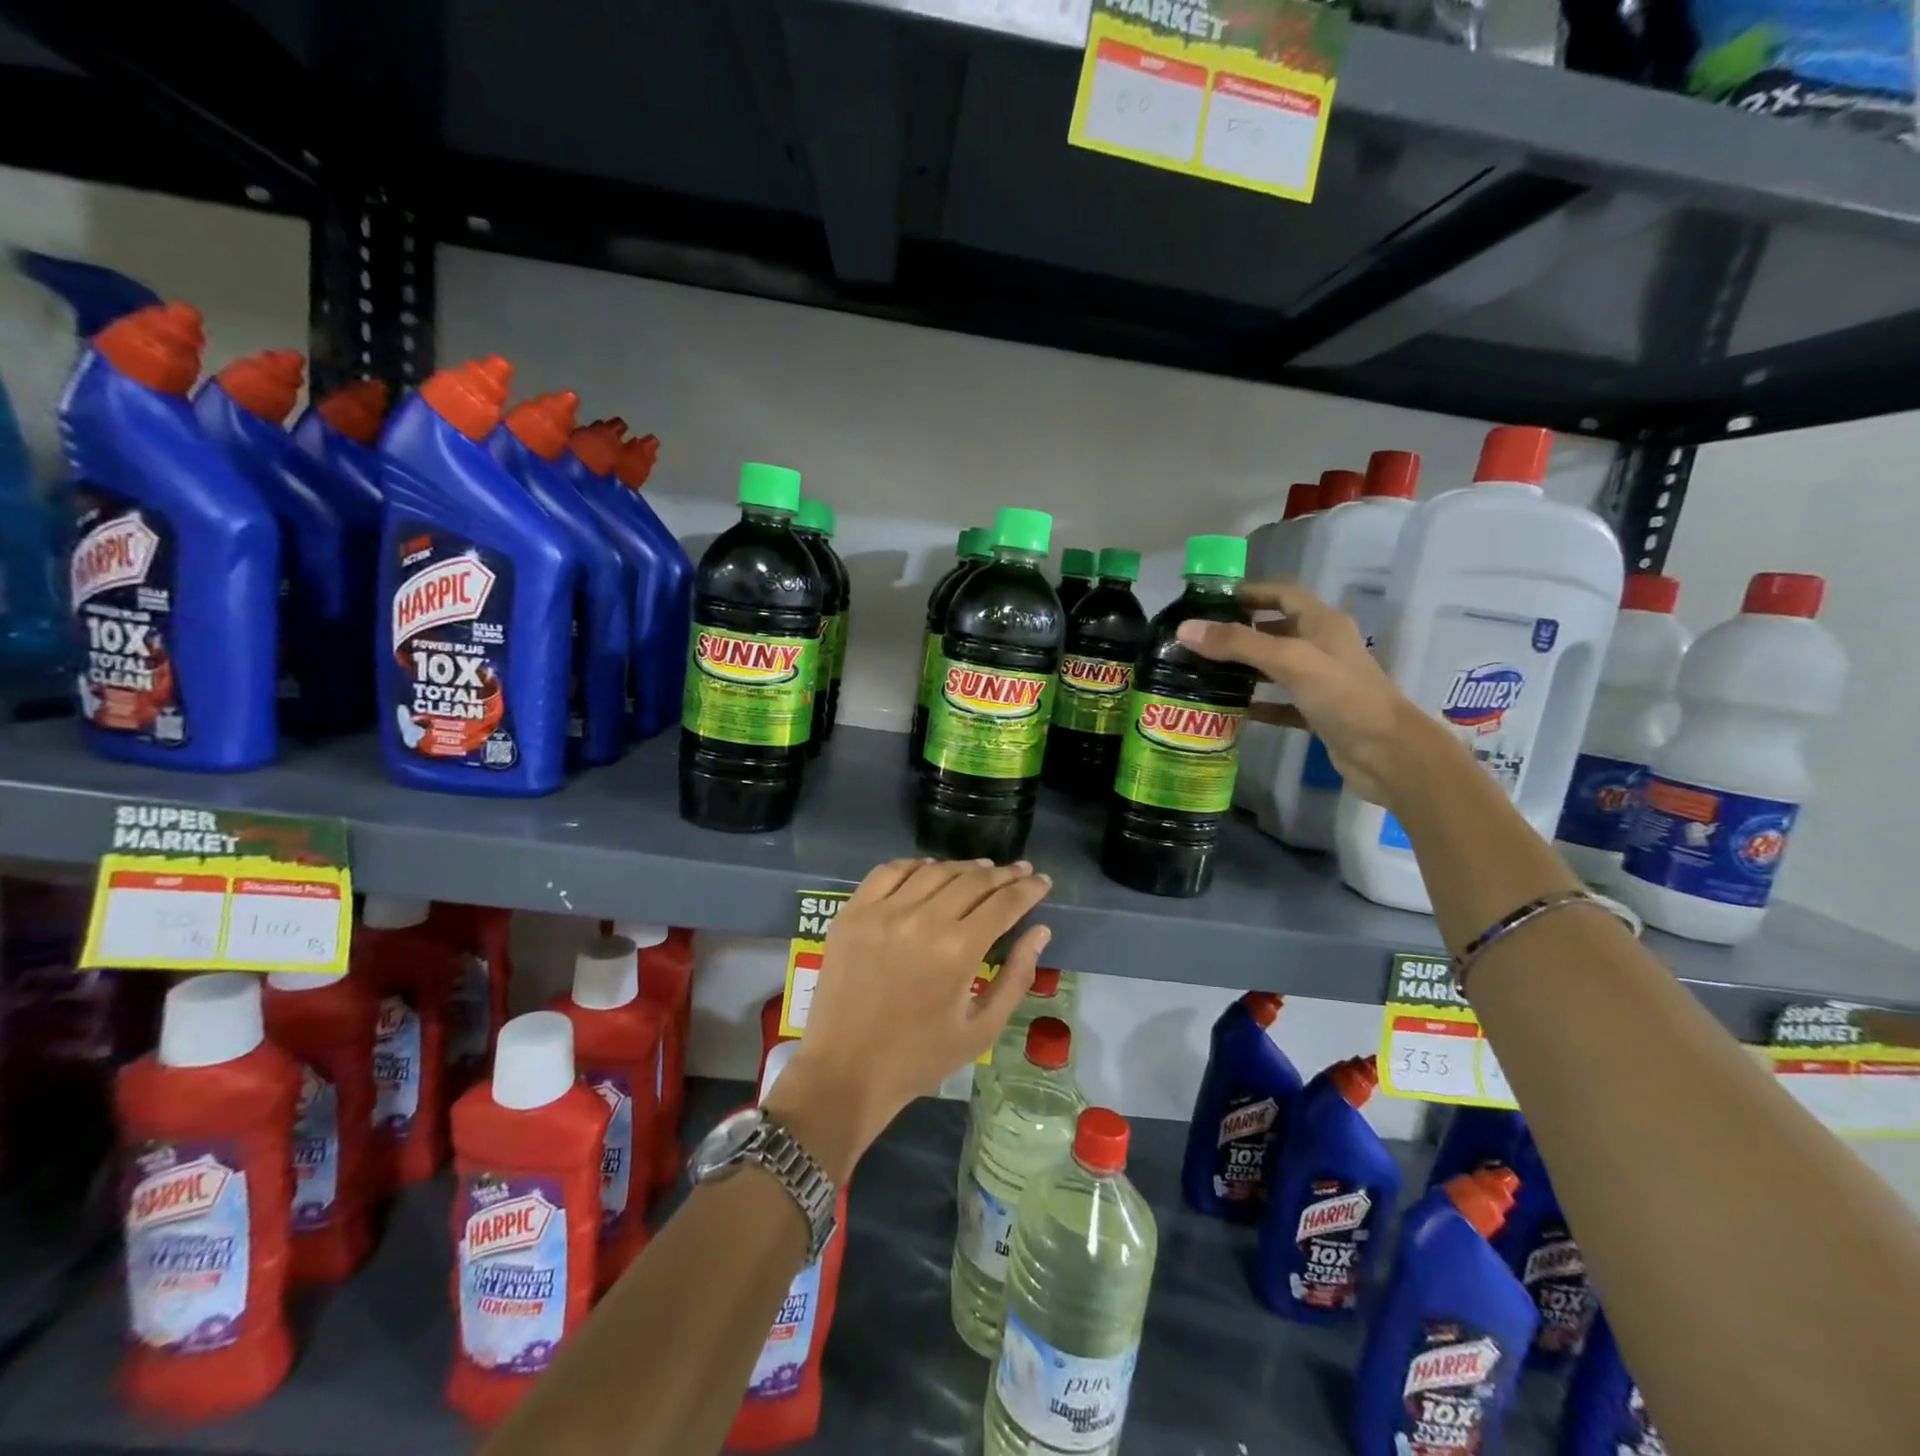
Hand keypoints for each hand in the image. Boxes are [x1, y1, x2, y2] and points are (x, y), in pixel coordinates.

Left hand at [767, 858, 1053, 1176]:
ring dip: (964, 867)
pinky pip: (889, 872)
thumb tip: (1040, 931)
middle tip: (1020, 872)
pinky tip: (930, 869)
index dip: (1028, 888)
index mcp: (957, 950)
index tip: (1042, 880)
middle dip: (1003, 874)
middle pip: (972, 881)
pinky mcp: (853, 913)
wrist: (844, 1072)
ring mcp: (883, 912)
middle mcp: (922, 920)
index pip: (1003, 903)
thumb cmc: (919, 1058)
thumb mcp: (981, 1030)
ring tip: (983, 870)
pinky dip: (915, 865)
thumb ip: (1016, 978)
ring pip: (934, 871)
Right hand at [1175, 579, 1459, 814]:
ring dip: (1245, 668)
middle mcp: (1322, 647)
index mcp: (1322, 623)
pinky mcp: (1317, 713)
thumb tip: (1185, 629)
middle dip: (1240, 632)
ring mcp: (1321, 682)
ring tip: (1206, 672)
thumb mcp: (1289, 661)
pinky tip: (1232, 710)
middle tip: (1200, 640)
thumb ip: (1238, 644)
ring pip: (1276, 667)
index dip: (1250, 593)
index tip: (1212, 602)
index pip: (1282, 595)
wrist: (1387, 753)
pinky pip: (1281, 703)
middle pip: (1276, 630)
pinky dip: (1258, 704)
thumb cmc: (1343, 696)